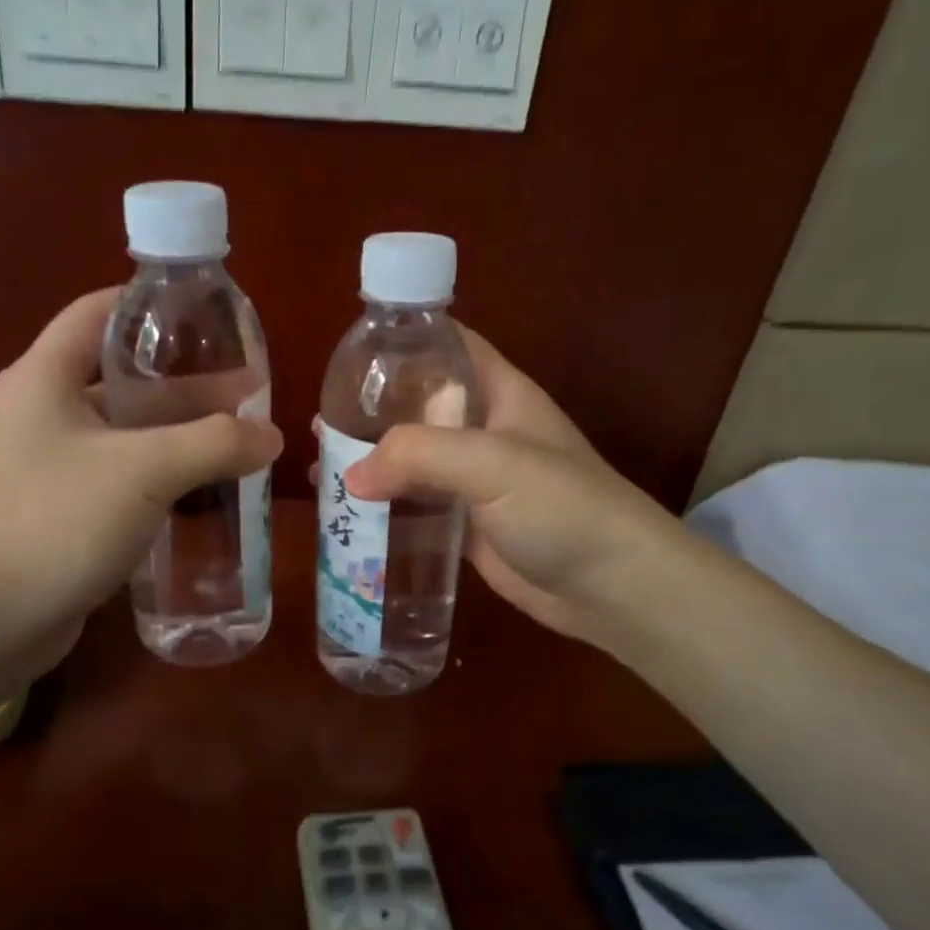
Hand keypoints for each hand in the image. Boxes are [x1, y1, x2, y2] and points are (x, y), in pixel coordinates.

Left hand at [0, 288, 281, 730]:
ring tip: (240, 442)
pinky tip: (205, 494)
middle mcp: (45, 414)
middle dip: (185, 385)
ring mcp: (52, 468)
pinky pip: (121, 483)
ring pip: (126, 436)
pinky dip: (162, 482)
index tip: (209, 316)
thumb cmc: (53, 523)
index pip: (99, 312)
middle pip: (123, 380)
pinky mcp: (63, 515)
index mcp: (46, 378)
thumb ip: (213, 445)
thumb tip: (272, 435)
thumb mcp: (143, 472)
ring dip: (178, 438)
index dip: (152, 307)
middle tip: (247, 394)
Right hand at [340, 328, 676, 651]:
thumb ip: (419, 455)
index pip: (447, 346)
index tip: (350, 353)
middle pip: (418, 406)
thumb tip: (350, 475)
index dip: (403, 341)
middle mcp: (484, 431)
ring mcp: (476, 481)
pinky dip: (386, 507)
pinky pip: (418, 507)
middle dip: (371, 411)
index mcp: (499, 394)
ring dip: (371, 463)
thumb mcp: (494, 463)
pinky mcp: (468, 525)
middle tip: (318, 424)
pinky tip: (349, 514)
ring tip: (318, 468)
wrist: (611, 588)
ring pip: (413, 460)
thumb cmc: (563, 508)